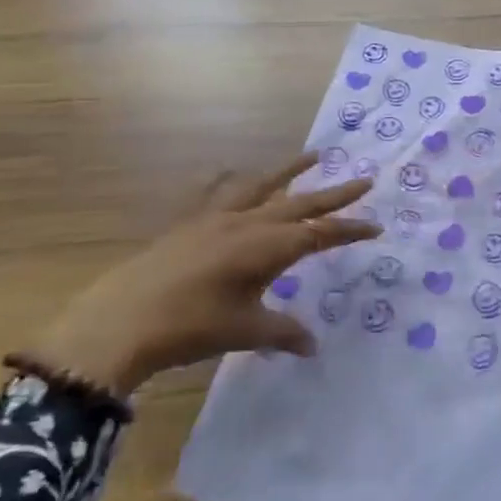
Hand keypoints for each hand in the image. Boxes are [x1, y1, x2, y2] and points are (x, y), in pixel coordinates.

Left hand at [28, 154, 379, 394]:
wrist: (123, 319)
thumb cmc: (191, 327)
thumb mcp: (245, 331)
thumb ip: (283, 333)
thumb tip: (313, 345)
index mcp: (267, 247)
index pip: (320, 234)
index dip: (350, 229)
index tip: (377, 226)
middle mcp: (247, 223)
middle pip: (300, 203)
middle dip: (335, 194)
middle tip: (364, 178)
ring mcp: (216, 218)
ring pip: (262, 186)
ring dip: (289, 171)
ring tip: (313, 155)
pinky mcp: (189, 223)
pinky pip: (215, 191)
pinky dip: (230, 180)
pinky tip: (231, 170)